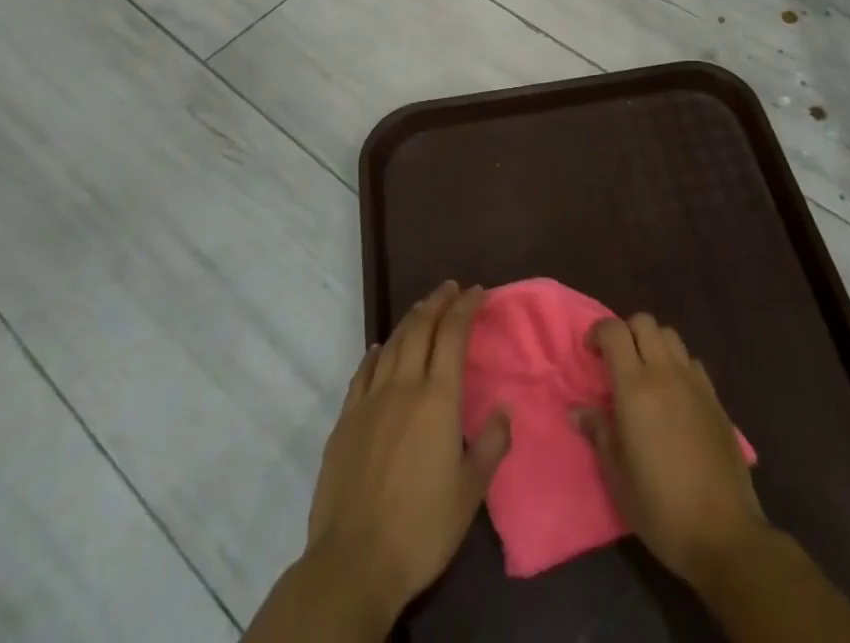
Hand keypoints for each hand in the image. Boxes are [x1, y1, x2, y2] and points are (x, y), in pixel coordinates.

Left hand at [302, 281, 510, 628]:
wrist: (353, 561)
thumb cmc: (421, 529)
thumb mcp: (470, 493)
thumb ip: (492, 446)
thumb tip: (504, 410)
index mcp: (438, 399)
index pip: (454, 334)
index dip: (466, 307)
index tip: (478, 292)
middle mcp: (404, 386)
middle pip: (421, 328)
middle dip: (439, 301)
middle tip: (452, 287)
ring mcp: (370, 400)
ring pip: (392, 343)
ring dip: (411, 319)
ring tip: (423, 308)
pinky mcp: (345, 420)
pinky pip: (363, 372)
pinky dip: (376, 353)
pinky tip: (380, 349)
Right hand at [576, 314, 767, 588]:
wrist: (723, 533)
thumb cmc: (660, 507)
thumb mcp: (617, 476)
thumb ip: (598, 432)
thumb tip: (577, 410)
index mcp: (636, 387)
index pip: (614, 331)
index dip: (598, 332)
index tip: (590, 353)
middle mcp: (665, 373)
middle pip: (644, 322)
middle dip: (626, 331)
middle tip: (616, 361)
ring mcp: (695, 383)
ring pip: (671, 336)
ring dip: (653, 344)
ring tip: (645, 375)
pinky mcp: (716, 399)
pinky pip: (692, 362)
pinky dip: (677, 365)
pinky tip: (674, 396)